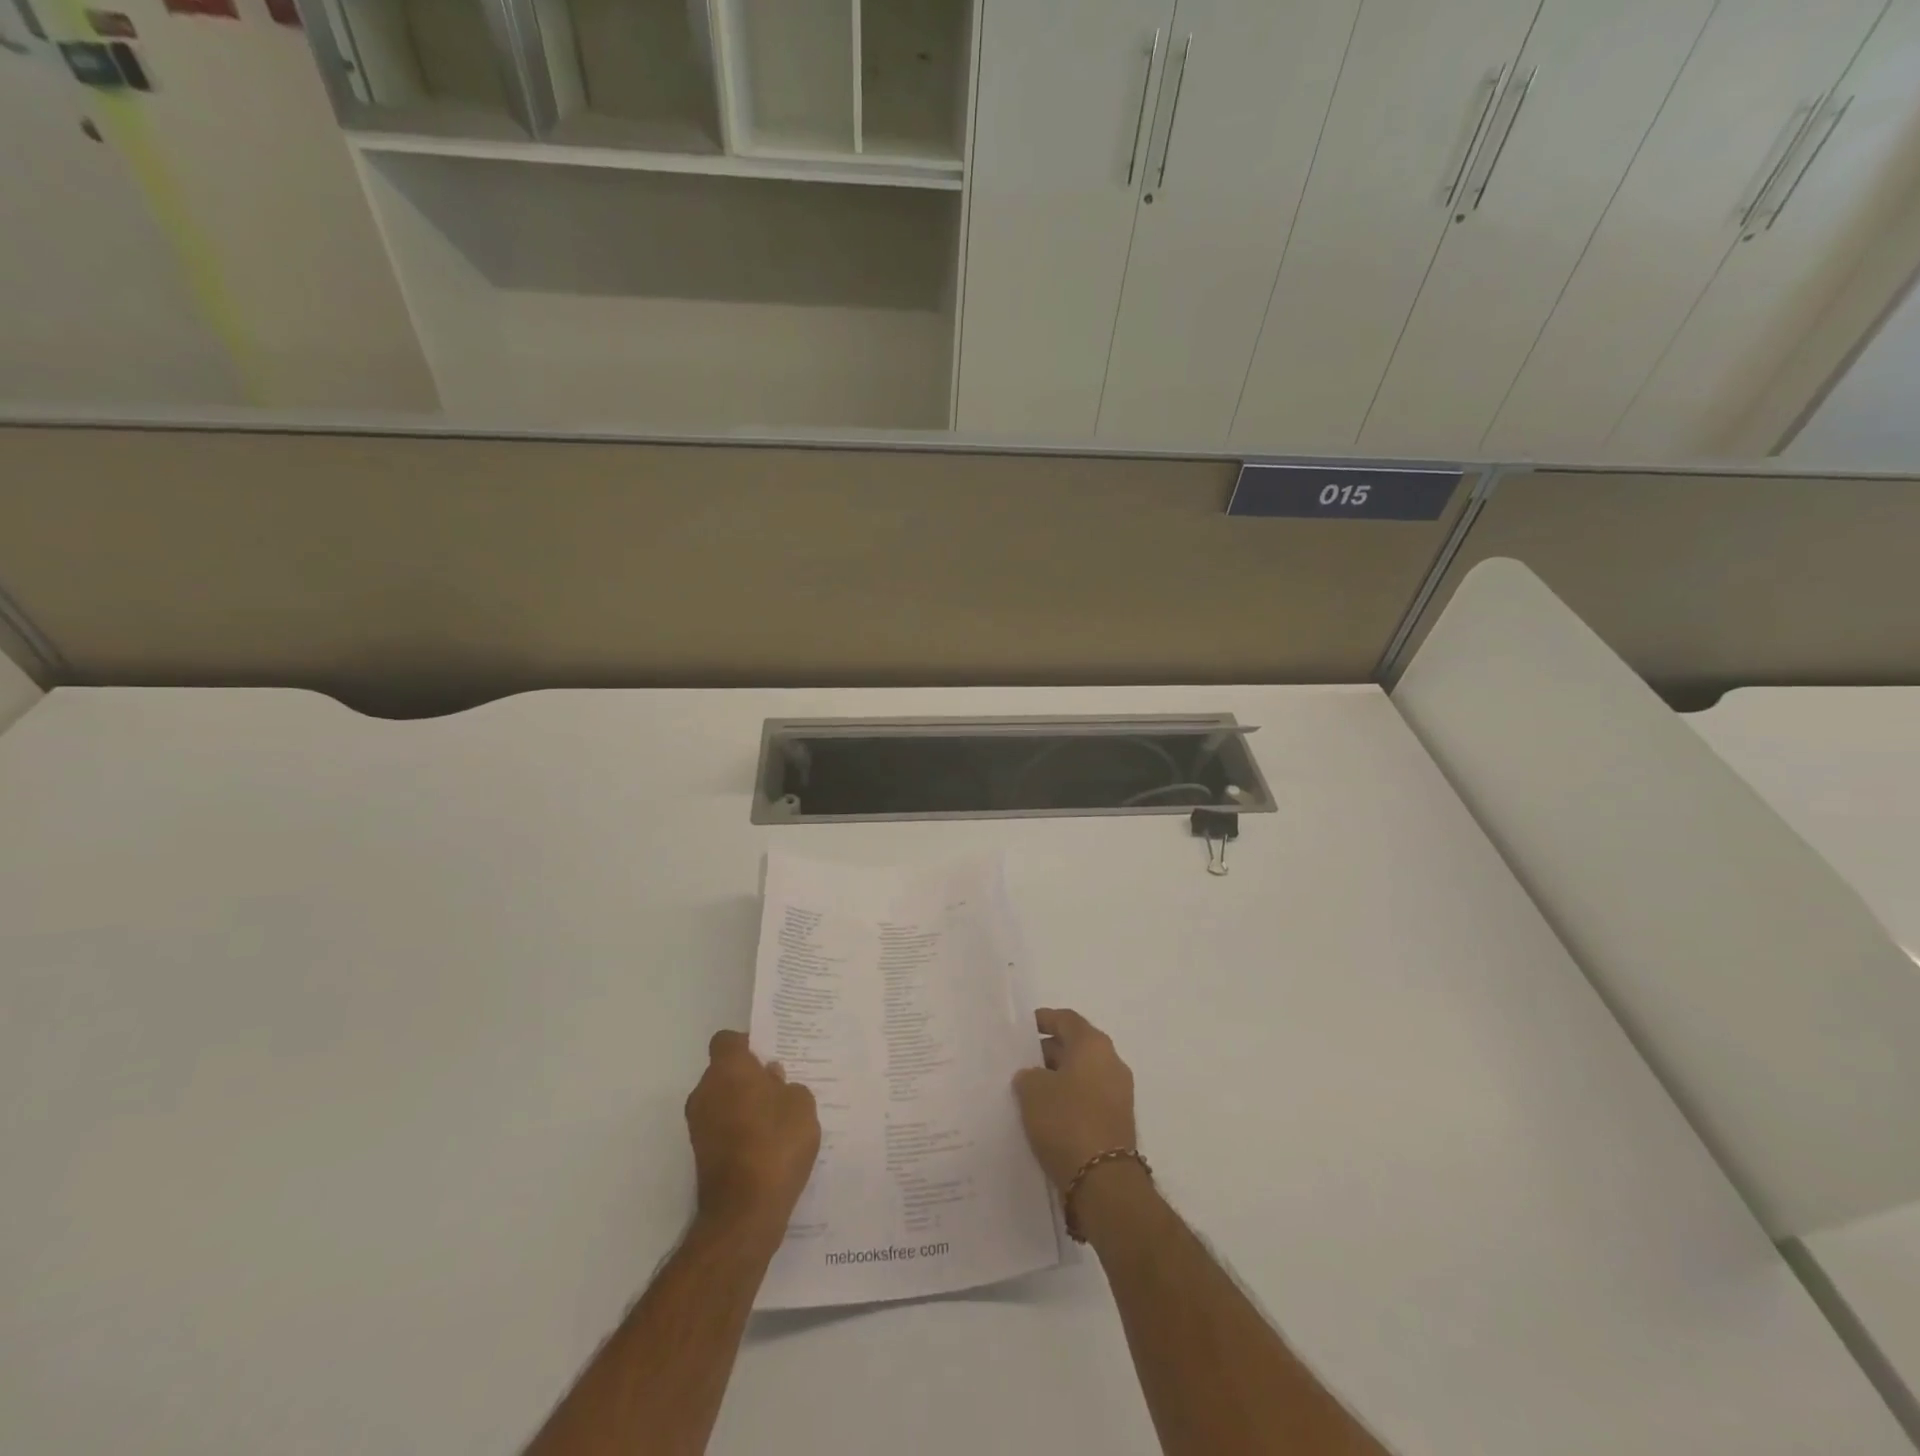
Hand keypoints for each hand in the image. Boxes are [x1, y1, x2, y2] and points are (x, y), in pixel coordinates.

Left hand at [684, 1030, 820, 1238]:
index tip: (769, 1057)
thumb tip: (771, 1081)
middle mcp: (705, 1091)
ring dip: (743, 1104)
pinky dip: (738, 1130)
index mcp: (728, 1069)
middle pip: (724, 1071)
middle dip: (748, 1077)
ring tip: (776, 1120)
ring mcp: (698, 1125)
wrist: (744, 1212)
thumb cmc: (776, 1144)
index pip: (728, 1040)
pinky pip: (721, 1128)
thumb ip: (787, 1086)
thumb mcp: (801, 1105)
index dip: (748, 1045)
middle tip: (780, 1088)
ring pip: (722, 1100)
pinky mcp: (700, 1154)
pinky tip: (766, 1145)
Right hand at [1012, 1008, 1137, 1191]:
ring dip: (1059, 1078)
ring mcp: (1119, 1093)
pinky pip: (1089, 1097)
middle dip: (1048, 1052)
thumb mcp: (1033, 1091)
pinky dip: (1070, 1099)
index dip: (1044, 1020)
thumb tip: (1034, 1077)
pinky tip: (1047, 1114)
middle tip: (1021, 1061)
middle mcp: (1111, 1062)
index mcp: (1093, 1045)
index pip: (1066, 1020)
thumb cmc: (1066, 1121)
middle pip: (1076, 1046)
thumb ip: (1029, 1075)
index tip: (1023, 1027)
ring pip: (1083, 1073)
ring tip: (1030, 1090)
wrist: (1103, 1181)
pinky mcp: (1118, 1121)